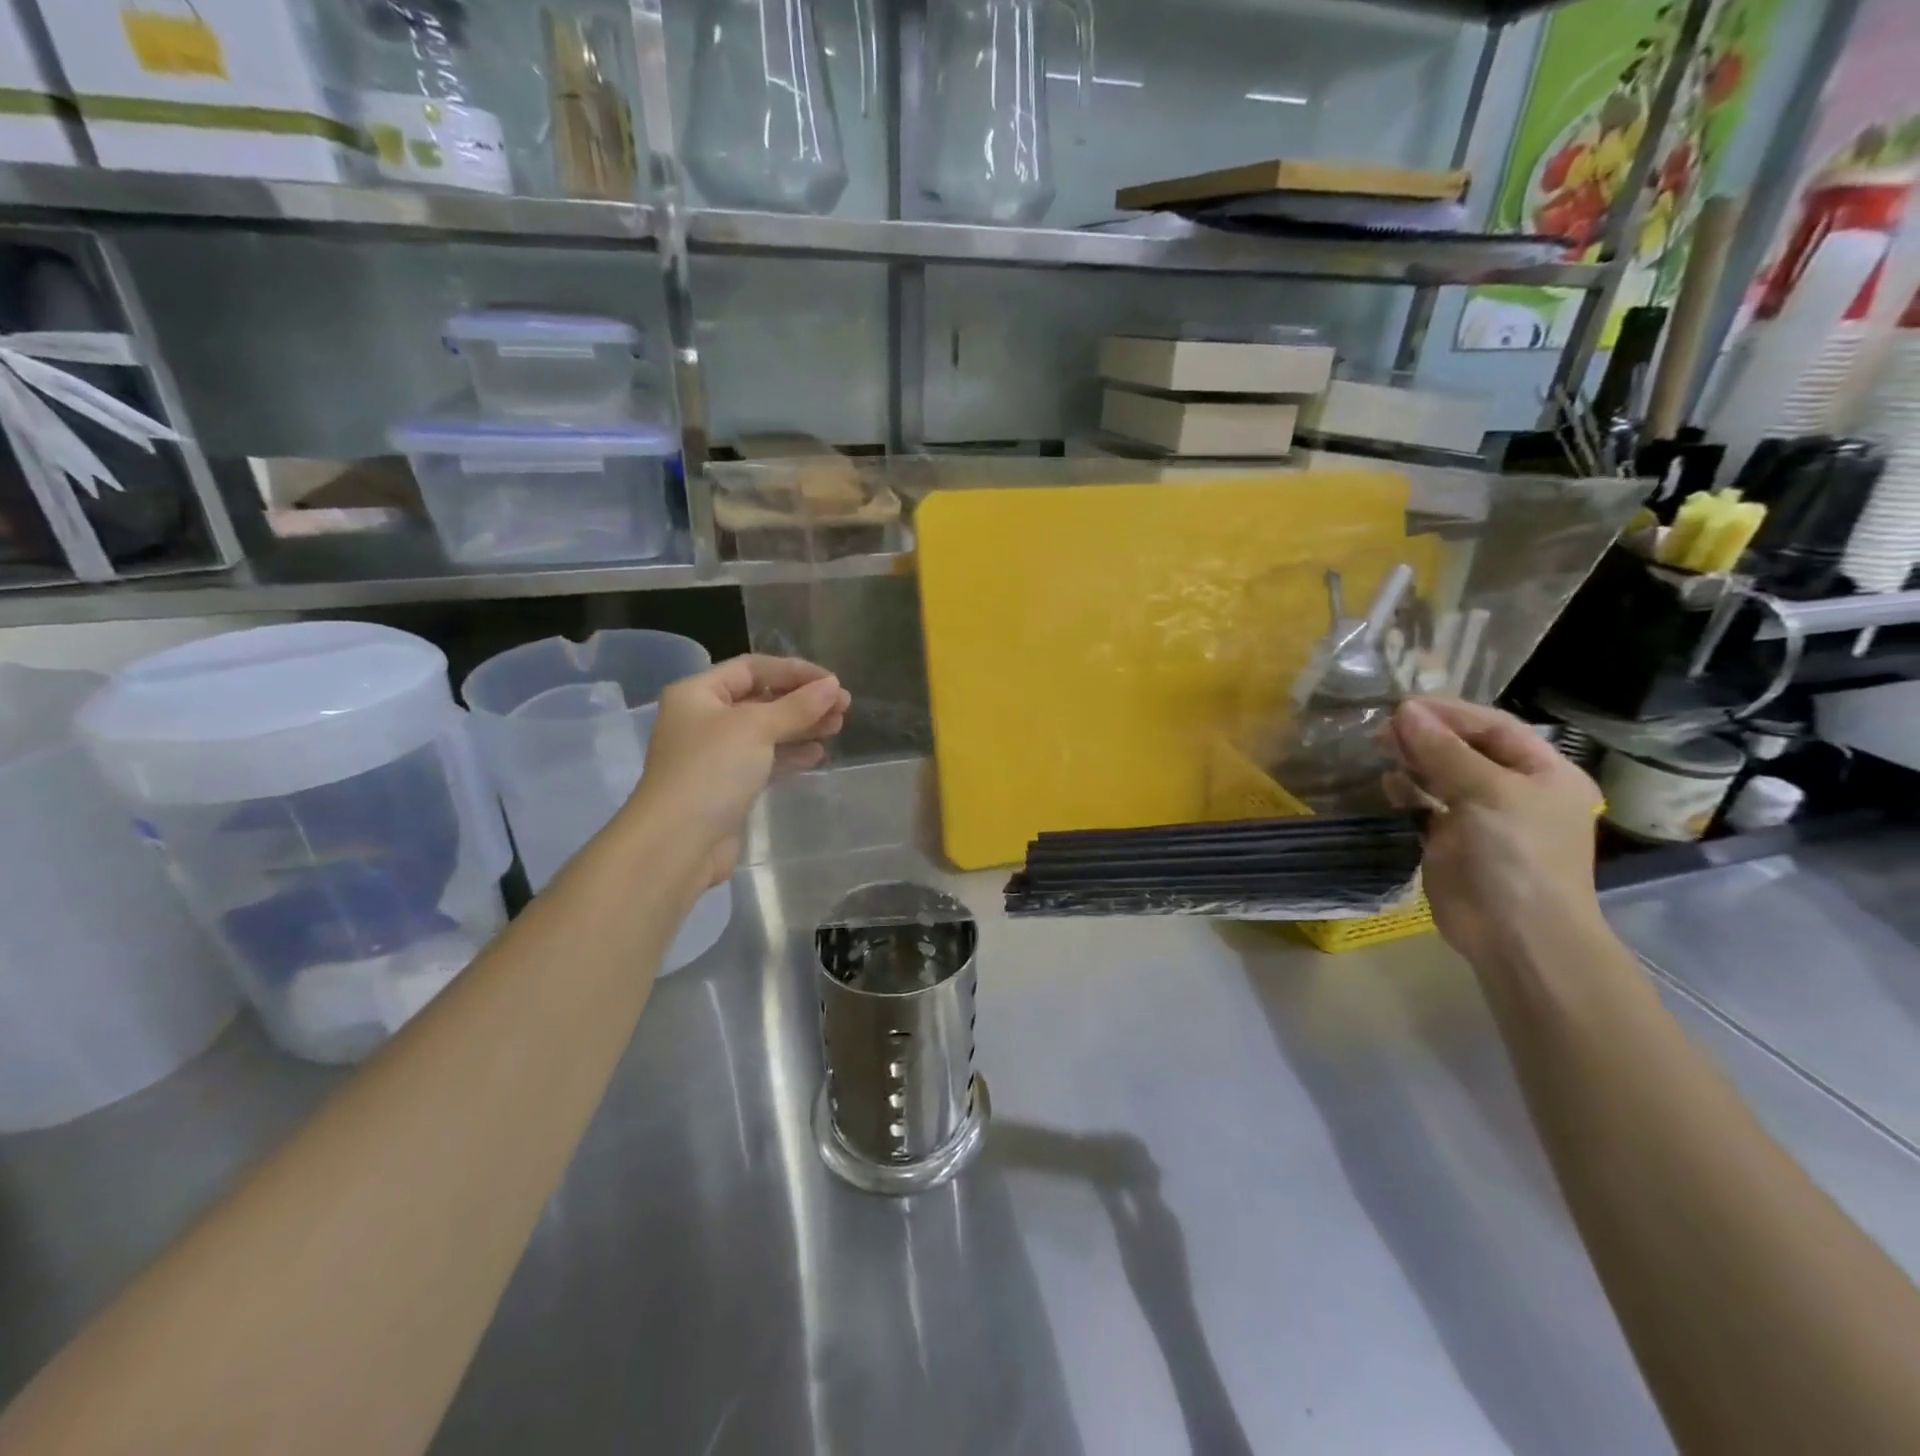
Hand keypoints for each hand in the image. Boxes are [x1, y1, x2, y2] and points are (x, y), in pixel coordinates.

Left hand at [630, 655, 849, 888]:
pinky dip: (790, 754)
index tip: (833, 683)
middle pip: (761, 698)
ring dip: (801, 726)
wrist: (678, 842)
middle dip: (802, 701)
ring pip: (766, 731)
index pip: (752, 668)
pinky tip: (817, 754)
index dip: (794, 671)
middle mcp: (703, 719)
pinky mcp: (727, 785)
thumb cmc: (712, 770)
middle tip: (844, 707)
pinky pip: (764, 760)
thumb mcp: (756, 728)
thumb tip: (833, 687)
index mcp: (698, 693)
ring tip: (837, 727)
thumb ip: (797, 706)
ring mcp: (714, 754)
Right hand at [1388, 698, 1604, 968]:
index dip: (1450, 713)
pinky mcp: (1451, 841)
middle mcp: (1514, 790)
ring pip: (1442, 775)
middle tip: (1383, 727)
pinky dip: (1406, 791)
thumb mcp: (1486, 792)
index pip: (1493, 727)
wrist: (1515, 933)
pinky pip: (1425, 805)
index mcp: (1544, 773)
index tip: (1403, 706)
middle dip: (1426, 735)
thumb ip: (1443, 750)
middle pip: (1466, 749)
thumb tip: (1404, 711)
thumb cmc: (1516, 854)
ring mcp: (1482, 817)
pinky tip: (1387, 781)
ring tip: (1380, 746)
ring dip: (1413, 759)